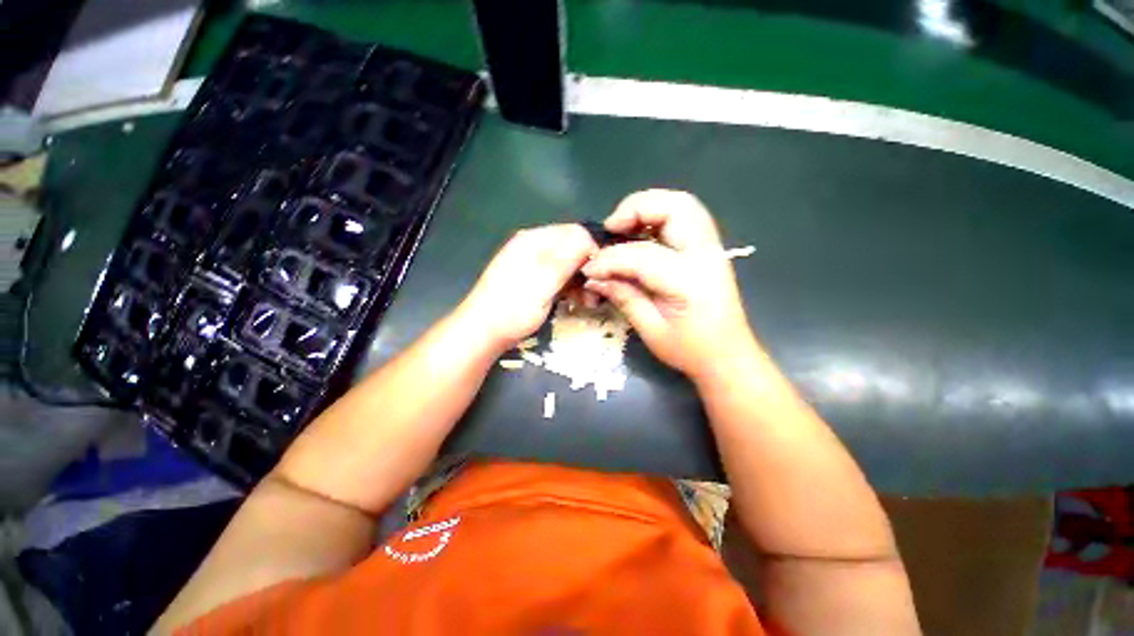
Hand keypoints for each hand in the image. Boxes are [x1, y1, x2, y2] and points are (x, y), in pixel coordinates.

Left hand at [459, 224, 597, 350]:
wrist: (483, 332)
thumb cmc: (514, 308)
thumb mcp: (544, 281)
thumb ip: (567, 257)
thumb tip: (591, 240)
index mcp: (534, 239)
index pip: (575, 232)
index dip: (591, 252)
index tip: (598, 277)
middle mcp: (533, 245)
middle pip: (571, 247)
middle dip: (586, 269)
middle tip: (593, 294)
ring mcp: (531, 262)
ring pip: (566, 263)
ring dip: (579, 280)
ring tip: (586, 302)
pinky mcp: (532, 279)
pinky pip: (557, 276)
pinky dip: (568, 286)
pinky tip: (573, 301)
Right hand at [582, 190, 755, 380]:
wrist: (728, 356)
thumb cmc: (690, 350)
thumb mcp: (650, 330)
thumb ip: (623, 297)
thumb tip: (594, 277)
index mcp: (689, 281)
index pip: (642, 255)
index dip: (609, 259)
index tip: (590, 269)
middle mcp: (705, 255)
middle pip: (674, 207)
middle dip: (636, 209)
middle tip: (611, 228)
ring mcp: (711, 248)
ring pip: (683, 204)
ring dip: (649, 207)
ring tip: (623, 227)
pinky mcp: (709, 249)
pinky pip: (685, 216)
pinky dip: (660, 215)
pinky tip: (641, 233)